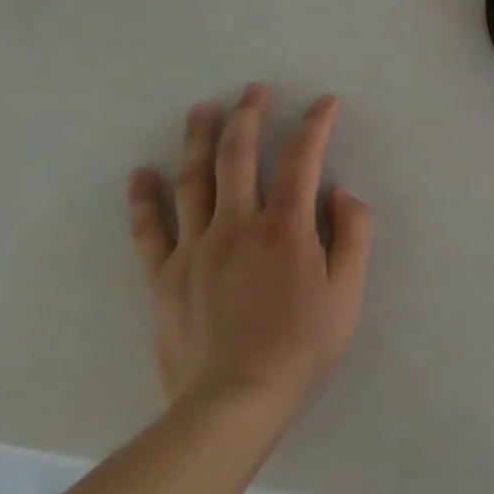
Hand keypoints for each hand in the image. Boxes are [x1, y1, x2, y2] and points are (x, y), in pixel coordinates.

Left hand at [127, 85, 372, 428]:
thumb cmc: (301, 344)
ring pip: (194, 181)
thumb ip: (353, 234)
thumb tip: (341, 193)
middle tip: (253, 89)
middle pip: (240, 157)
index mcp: (286, 226)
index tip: (324, 102)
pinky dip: (144, 199)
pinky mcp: (164, 277)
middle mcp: (238, 225)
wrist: (233, 404)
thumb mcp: (348, 290)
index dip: (315, 124)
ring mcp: (195, 249)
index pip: (302, 158)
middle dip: (249, 116)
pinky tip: (141, 174)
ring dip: (199, 140)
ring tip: (202, 109)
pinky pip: (150, 230)